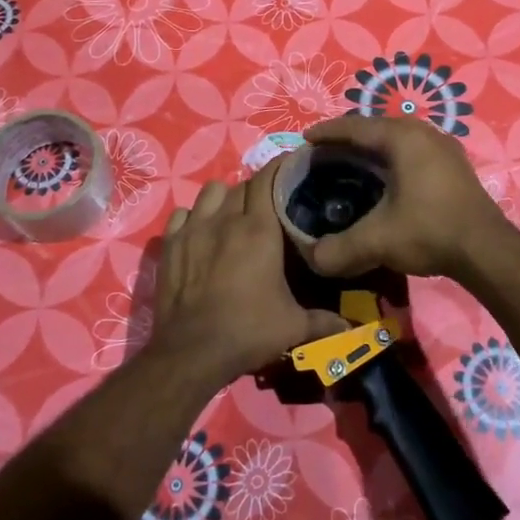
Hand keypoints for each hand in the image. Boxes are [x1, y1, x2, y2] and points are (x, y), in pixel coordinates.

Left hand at [149, 160, 348, 386]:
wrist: (192, 352)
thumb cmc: (248, 331)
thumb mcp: (293, 327)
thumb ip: (323, 321)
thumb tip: (349, 326)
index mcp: (259, 229)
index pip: (268, 178)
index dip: (280, 168)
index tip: (292, 167)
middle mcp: (226, 219)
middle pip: (242, 184)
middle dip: (256, 189)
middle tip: (267, 205)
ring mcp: (194, 229)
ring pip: (210, 192)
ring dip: (224, 198)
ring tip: (232, 214)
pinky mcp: (170, 244)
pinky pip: (182, 214)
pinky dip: (193, 217)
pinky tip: (200, 233)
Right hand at [297, 117, 511, 279]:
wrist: (487, 250)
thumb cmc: (430, 231)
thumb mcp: (378, 241)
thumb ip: (339, 248)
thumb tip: (313, 258)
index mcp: (402, 138)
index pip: (355, 126)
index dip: (327, 132)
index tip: (305, 140)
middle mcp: (423, 133)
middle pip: (375, 128)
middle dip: (347, 139)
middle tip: (323, 155)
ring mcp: (442, 146)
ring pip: (396, 138)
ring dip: (371, 148)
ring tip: (349, 164)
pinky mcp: (453, 164)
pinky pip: (412, 150)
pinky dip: (391, 157)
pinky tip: (384, 178)